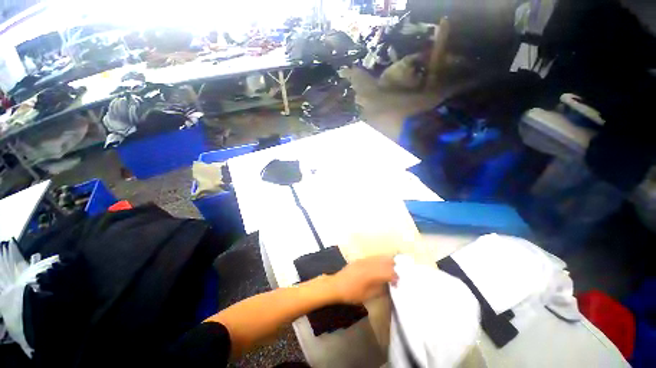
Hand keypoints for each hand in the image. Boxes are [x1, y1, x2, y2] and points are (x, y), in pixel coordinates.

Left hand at [327, 255, 397, 304]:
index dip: (395, 277)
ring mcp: (364, 260)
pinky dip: (380, 260)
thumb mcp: (368, 295)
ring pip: (380, 257)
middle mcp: (369, 264)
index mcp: (371, 274)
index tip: (397, 283)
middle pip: (386, 261)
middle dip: (393, 268)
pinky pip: (373, 257)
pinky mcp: (360, 259)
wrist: (336, 285)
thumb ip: (380, 289)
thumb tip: (388, 285)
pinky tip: (380, 266)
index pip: (388, 272)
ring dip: (387, 262)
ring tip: (390, 270)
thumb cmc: (351, 293)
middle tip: (395, 276)